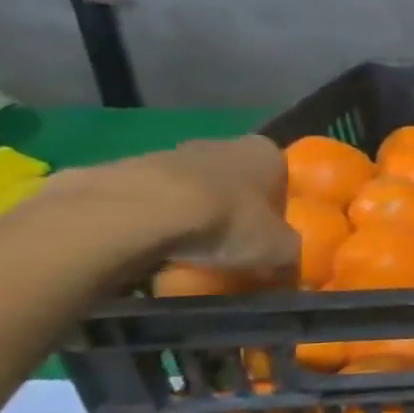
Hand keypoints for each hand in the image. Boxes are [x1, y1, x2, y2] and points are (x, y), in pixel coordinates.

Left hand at [54, 137, 298, 275]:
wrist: (136, 213)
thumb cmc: (228, 221)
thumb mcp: (280, 250)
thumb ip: (291, 254)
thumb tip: (290, 269)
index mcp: (267, 153)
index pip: (284, 173)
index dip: (281, 201)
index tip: (276, 228)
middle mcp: (222, 143)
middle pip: (236, 177)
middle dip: (237, 204)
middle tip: (237, 239)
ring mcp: (168, 152)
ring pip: (192, 186)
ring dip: (194, 210)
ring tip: (192, 247)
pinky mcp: (122, 169)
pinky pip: (151, 197)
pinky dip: (155, 218)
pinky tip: (154, 244)